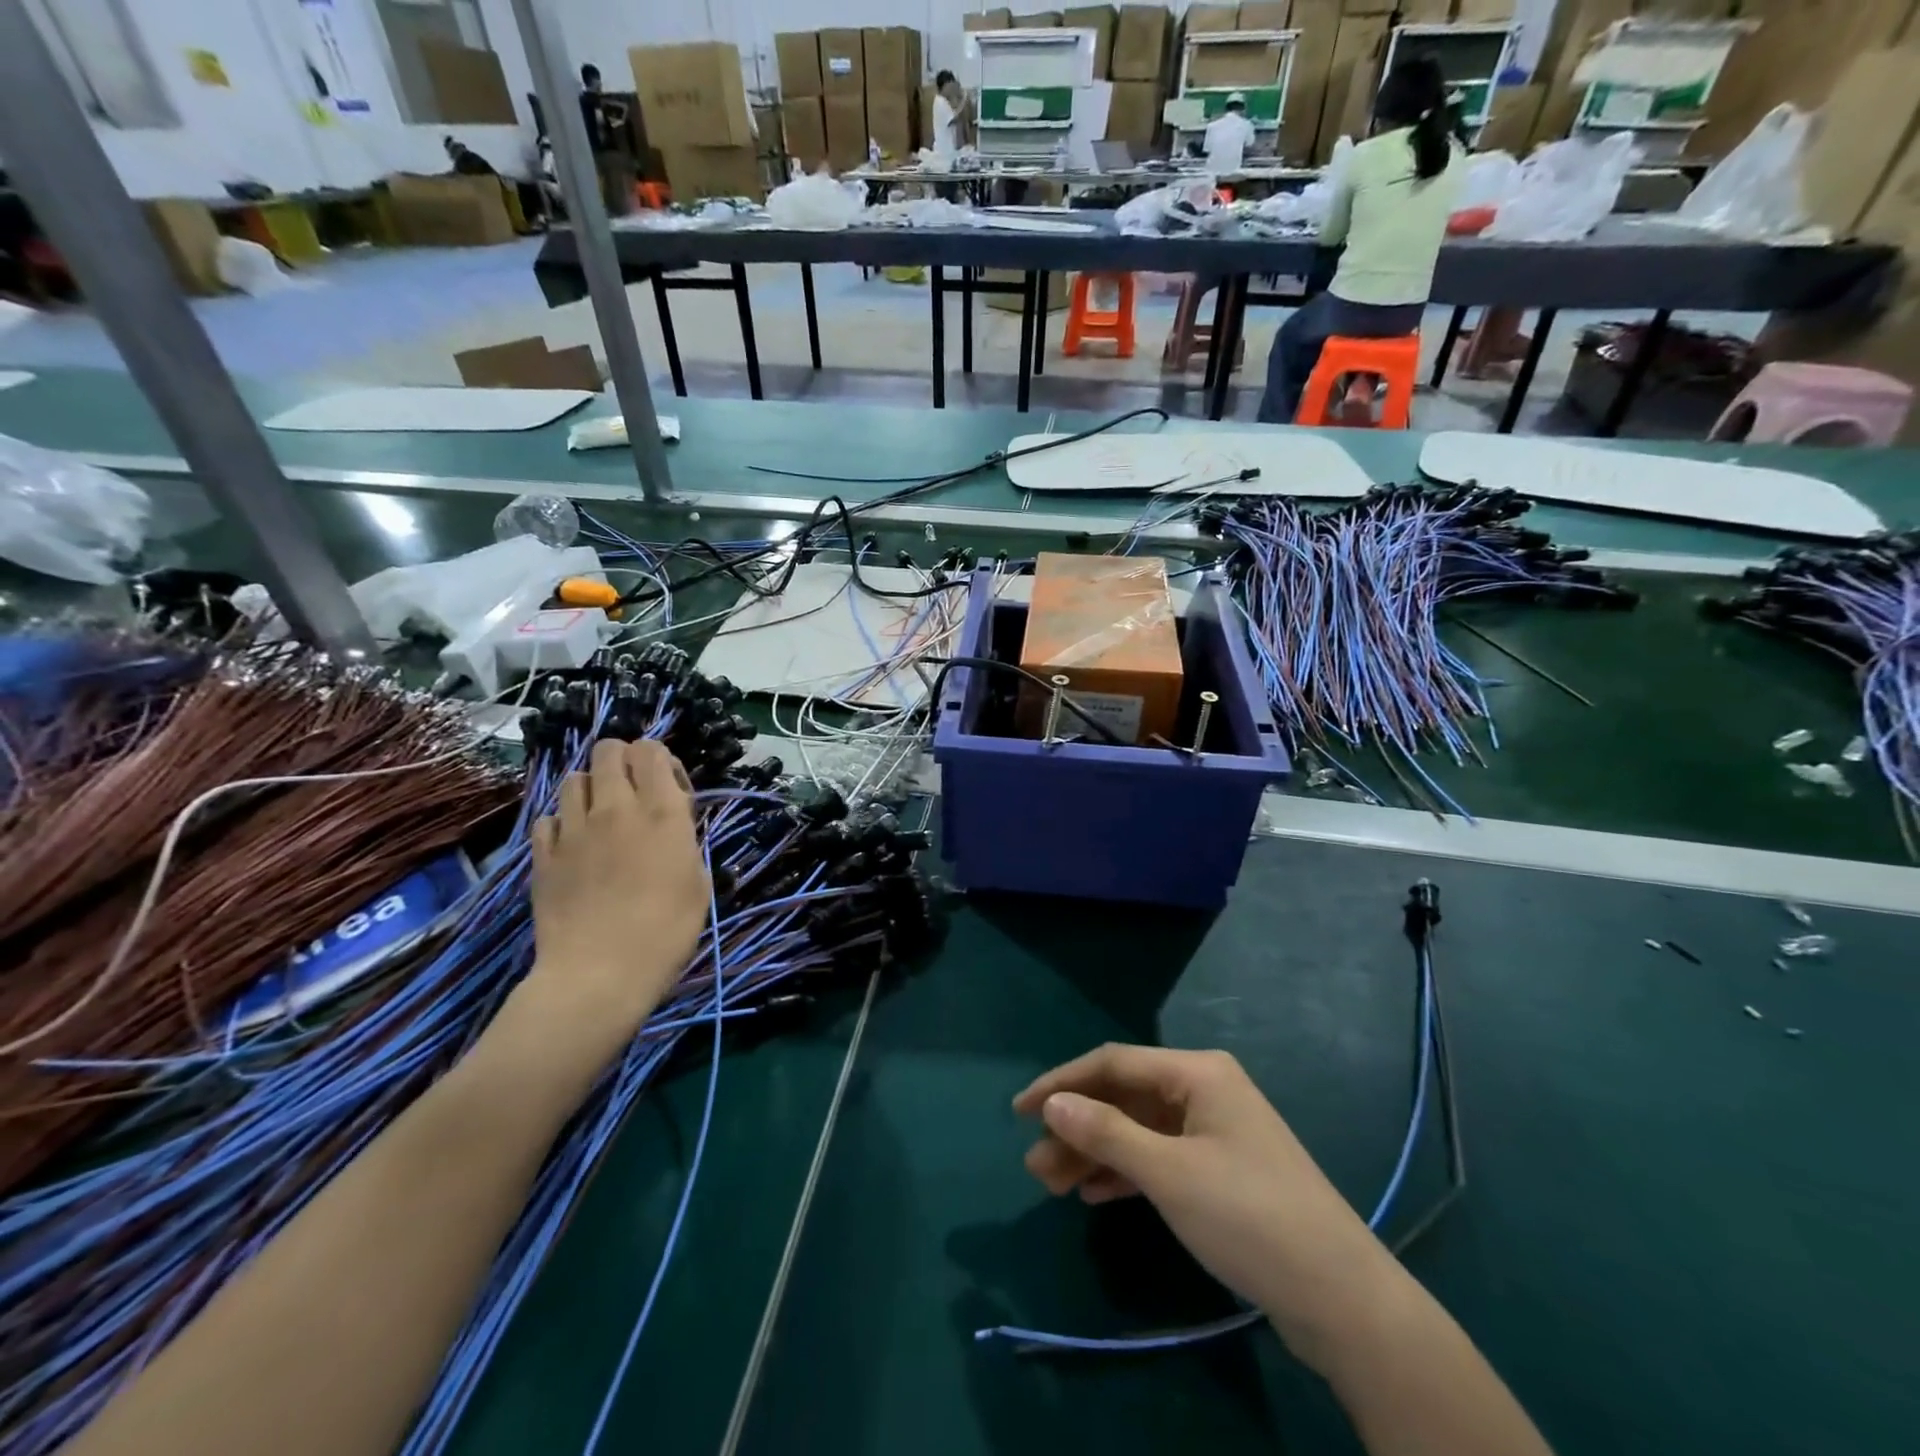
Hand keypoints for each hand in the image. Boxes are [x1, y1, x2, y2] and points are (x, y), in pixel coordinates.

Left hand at [521, 740, 707, 1059]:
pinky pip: (548, 818)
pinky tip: (574, 846)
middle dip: (624, 761)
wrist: (599, 974)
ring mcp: (573, 829)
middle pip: (608, 750)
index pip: (651, 750)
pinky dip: (563, 823)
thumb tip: (672, 822)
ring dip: (592, 788)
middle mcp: (615, 808)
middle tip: (635, 793)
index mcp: (660, 812)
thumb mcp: (697, 882)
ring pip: (574, 778)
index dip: (661, 760)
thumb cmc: (665, 932)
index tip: (671, 791)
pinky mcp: (543, 854)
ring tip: (602, 818)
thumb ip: (684, 840)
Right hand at [1014, 1044, 1393, 1362]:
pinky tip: (1096, 1194)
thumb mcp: (1169, 1173)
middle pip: (1124, 1098)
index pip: (1113, 1063)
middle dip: (1078, 1128)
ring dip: (1096, 1154)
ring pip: (1139, 1131)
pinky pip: (1159, 1158)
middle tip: (1036, 1167)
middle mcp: (1204, 1090)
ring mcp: (1214, 1131)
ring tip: (1054, 1186)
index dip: (1062, 1083)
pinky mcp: (1221, 1170)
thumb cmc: (1249, 1216)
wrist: (1342, 1298)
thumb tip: (1051, 1104)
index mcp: (1197, 1072)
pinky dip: (1126, 1172)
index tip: (1020, 1111)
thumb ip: (1106, 1133)